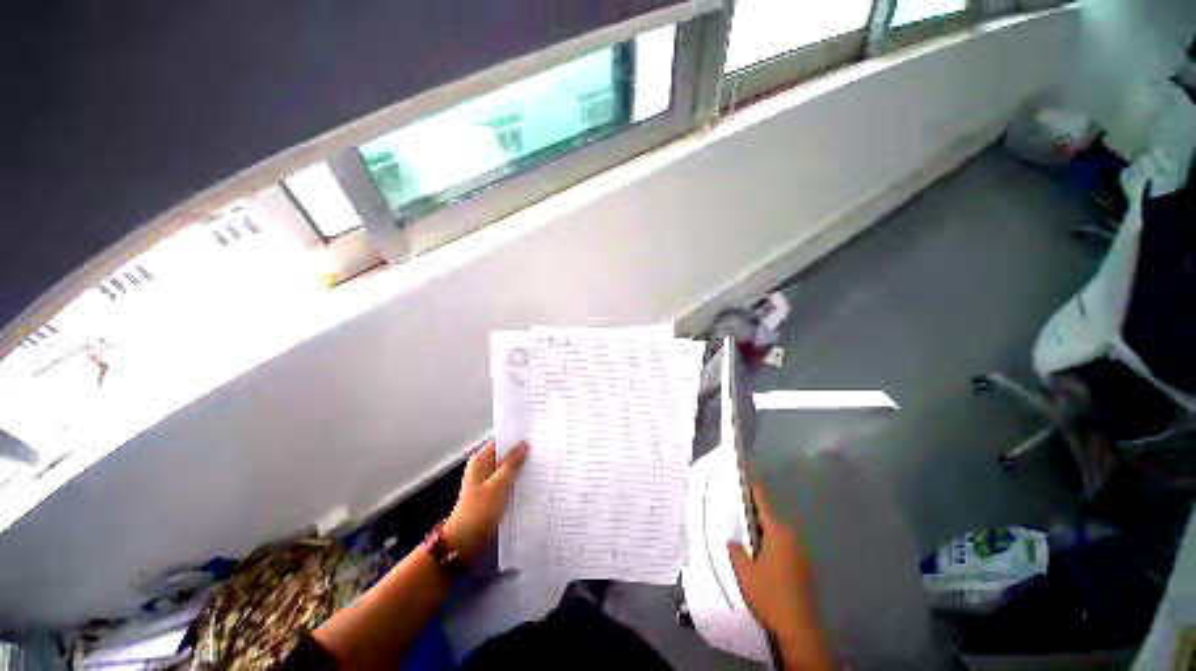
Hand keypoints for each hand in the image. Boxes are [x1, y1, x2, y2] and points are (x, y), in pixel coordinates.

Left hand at [443, 441, 527, 563]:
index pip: (501, 441)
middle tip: (541, 450)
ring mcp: (487, 481)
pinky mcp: (492, 494)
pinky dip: (517, 480)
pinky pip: (508, 481)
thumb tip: (523, 445)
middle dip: (521, 453)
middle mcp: (483, 468)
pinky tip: (531, 481)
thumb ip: (511, 464)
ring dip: (520, 468)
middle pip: (505, 455)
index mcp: (480, 460)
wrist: (465, 543)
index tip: (534, 436)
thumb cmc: (478, 511)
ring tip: (539, 464)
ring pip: (508, 469)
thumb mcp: (498, 485)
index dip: (516, 438)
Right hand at [728, 481, 830, 668]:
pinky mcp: (804, 568)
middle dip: (754, 514)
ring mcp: (800, 554)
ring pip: (777, 534)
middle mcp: (791, 538)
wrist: (800, 629)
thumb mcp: (744, 573)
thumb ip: (736, 552)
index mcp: (777, 533)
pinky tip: (762, 559)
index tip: (745, 475)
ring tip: (747, 537)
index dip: (752, 488)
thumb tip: (733, 541)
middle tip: (737, 512)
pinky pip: (784, 548)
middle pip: (770, 518)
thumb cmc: (769, 596)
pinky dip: (772, 546)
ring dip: (763, 532)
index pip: (762, 502)